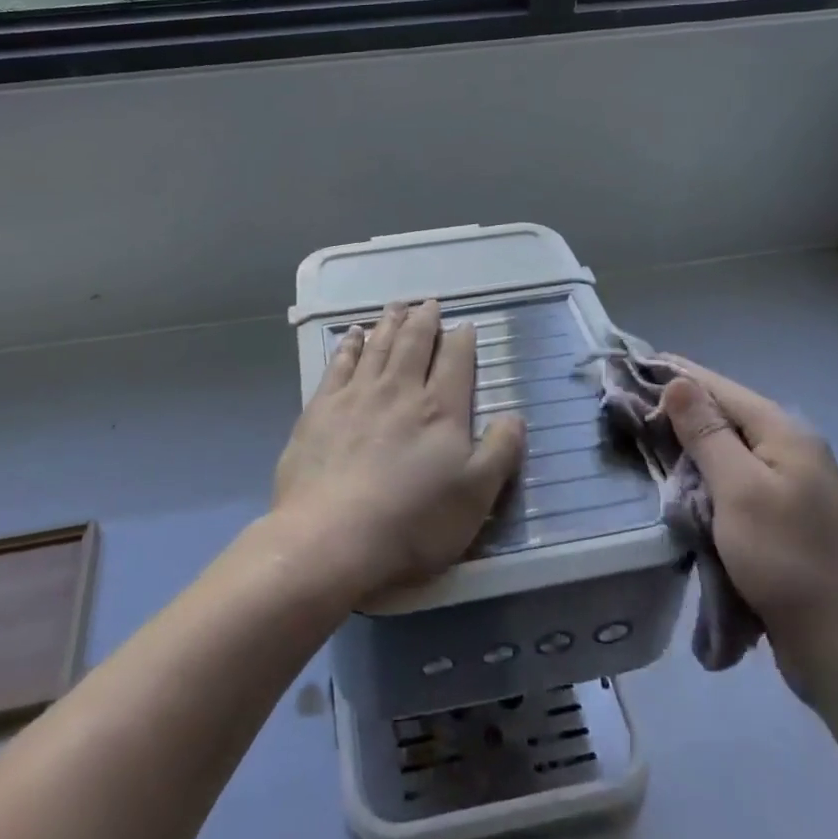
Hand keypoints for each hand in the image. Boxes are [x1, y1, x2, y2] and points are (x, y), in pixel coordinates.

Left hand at [273, 301, 526, 601]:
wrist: (331, 536)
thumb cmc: (412, 523)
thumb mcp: (475, 497)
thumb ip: (499, 452)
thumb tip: (516, 415)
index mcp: (439, 410)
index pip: (455, 362)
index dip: (462, 341)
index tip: (464, 325)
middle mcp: (399, 390)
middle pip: (414, 343)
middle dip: (424, 321)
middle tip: (428, 303)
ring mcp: (356, 395)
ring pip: (378, 346)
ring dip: (390, 323)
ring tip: (396, 306)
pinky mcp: (321, 408)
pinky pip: (339, 363)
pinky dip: (349, 344)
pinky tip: (352, 334)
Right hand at [657, 356, 837, 700]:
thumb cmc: (784, 559)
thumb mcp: (738, 489)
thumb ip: (707, 433)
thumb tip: (679, 381)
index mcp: (785, 433)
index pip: (719, 387)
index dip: (675, 374)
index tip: (631, 367)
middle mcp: (793, 447)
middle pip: (726, 413)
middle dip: (679, 407)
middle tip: (630, 406)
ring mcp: (793, 481)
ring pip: (730, 445)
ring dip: (691, 440)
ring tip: (647, 435)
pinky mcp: (786, 511)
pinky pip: (737, 474)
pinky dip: (707, 469)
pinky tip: (683, 475)